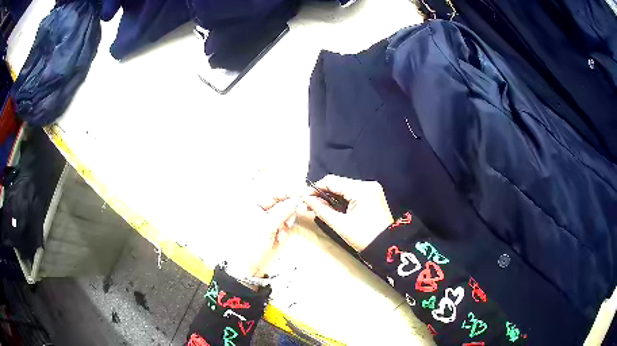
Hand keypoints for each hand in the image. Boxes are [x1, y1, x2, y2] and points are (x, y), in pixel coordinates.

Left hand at [226, 195, 298, 281]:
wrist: (245, 265)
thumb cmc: (253, 244)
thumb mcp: (269, 226)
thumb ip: (283, 211)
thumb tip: (297, 199)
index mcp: (253, 204)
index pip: (274, 193)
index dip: (289, 193)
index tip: (304, 194)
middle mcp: (257, 209)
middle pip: (279, 203)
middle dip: (288, 210)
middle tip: (299, 213)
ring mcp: (262, 219)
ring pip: (281, 214)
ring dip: (286, 222)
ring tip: (283, 234)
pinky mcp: (267, 229)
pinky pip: (280, 223)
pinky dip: (283, 229)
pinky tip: (280, 238)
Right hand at [304, 175, 392, 251]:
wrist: (386, 247)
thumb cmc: (363, 237)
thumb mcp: (340, 224)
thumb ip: (321, 209)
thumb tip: (306, 199)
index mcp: (361, 189)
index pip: (332, 181)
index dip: (315, 188)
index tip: (303, 197)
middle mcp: (367, 185)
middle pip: (338, 184)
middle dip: (322, 194)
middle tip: (308, 205)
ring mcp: (371, 190)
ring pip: (344, 188)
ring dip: (330, 197)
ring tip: (317, 207)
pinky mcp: (372, 196)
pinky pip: (352, 194)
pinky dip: (340, 200)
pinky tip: (331, 207)